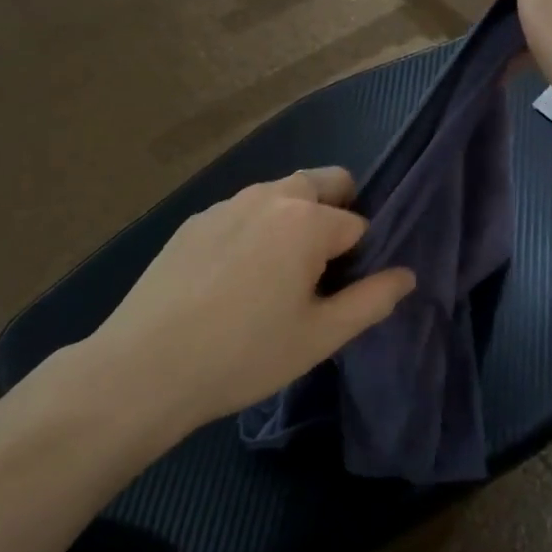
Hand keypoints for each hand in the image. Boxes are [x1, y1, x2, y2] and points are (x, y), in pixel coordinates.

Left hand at [89, 168, 414, 433]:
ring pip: (280, 195)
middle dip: (336, 213)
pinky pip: (243, 212)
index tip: (340, 294)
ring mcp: (225, 204)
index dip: (359, 260)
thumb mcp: (321, 336)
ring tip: (276, 277)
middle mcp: (268, 196)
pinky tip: (232, 280)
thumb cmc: (244, 354)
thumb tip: (407, 275)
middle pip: (323, 183)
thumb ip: (372, 300)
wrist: (145, 368)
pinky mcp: (194, 221)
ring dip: (294, 220)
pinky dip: (255, 230)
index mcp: (306, 219)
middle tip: (321, 270)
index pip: (358, 225)